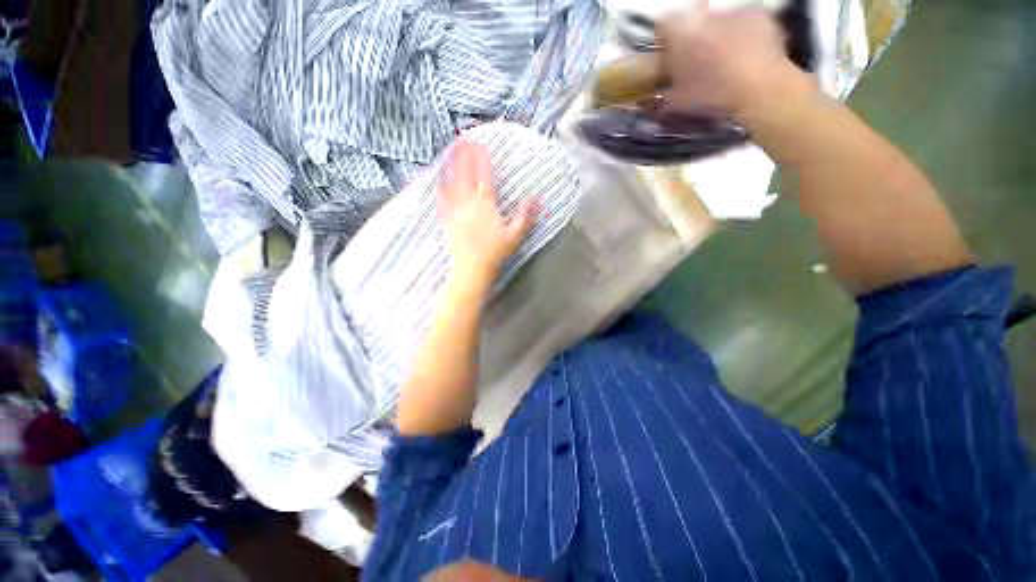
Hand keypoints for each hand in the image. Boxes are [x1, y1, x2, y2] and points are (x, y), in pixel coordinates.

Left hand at [438, 139, 537, 287]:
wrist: (471, 270)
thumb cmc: (495, 253)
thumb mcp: (514, 236)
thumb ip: (525, 216)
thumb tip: (536, 197)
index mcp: (485, 206)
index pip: (484, 178)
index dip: (482, 160)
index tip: (480, 144)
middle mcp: (468, 204)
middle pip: (465, 175)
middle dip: (464, 155)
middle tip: (462, 137)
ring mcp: (455, 211)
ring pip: (451, 183)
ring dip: (450, 165)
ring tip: (449, 150)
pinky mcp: (446, 220)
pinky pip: (441, 198)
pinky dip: (439, 185)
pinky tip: (437, 177)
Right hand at [657, 7, 811, 120]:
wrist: (759, 88)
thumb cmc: (711, 95)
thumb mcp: (677, 103)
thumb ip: (659, 96)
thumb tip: (646, 98)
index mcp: (680, 32)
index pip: (662, 24)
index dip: (664, 40)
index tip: (668, 56)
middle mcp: (704, 13)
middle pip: (691, 19)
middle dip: (690, 35)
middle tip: (695, 59)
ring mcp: (732, 11)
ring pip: (717, 19)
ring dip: (715, 34)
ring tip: (723, 59)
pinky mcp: (758, 14)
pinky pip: (743, 21)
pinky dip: (741, 34)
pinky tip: (745, 54)